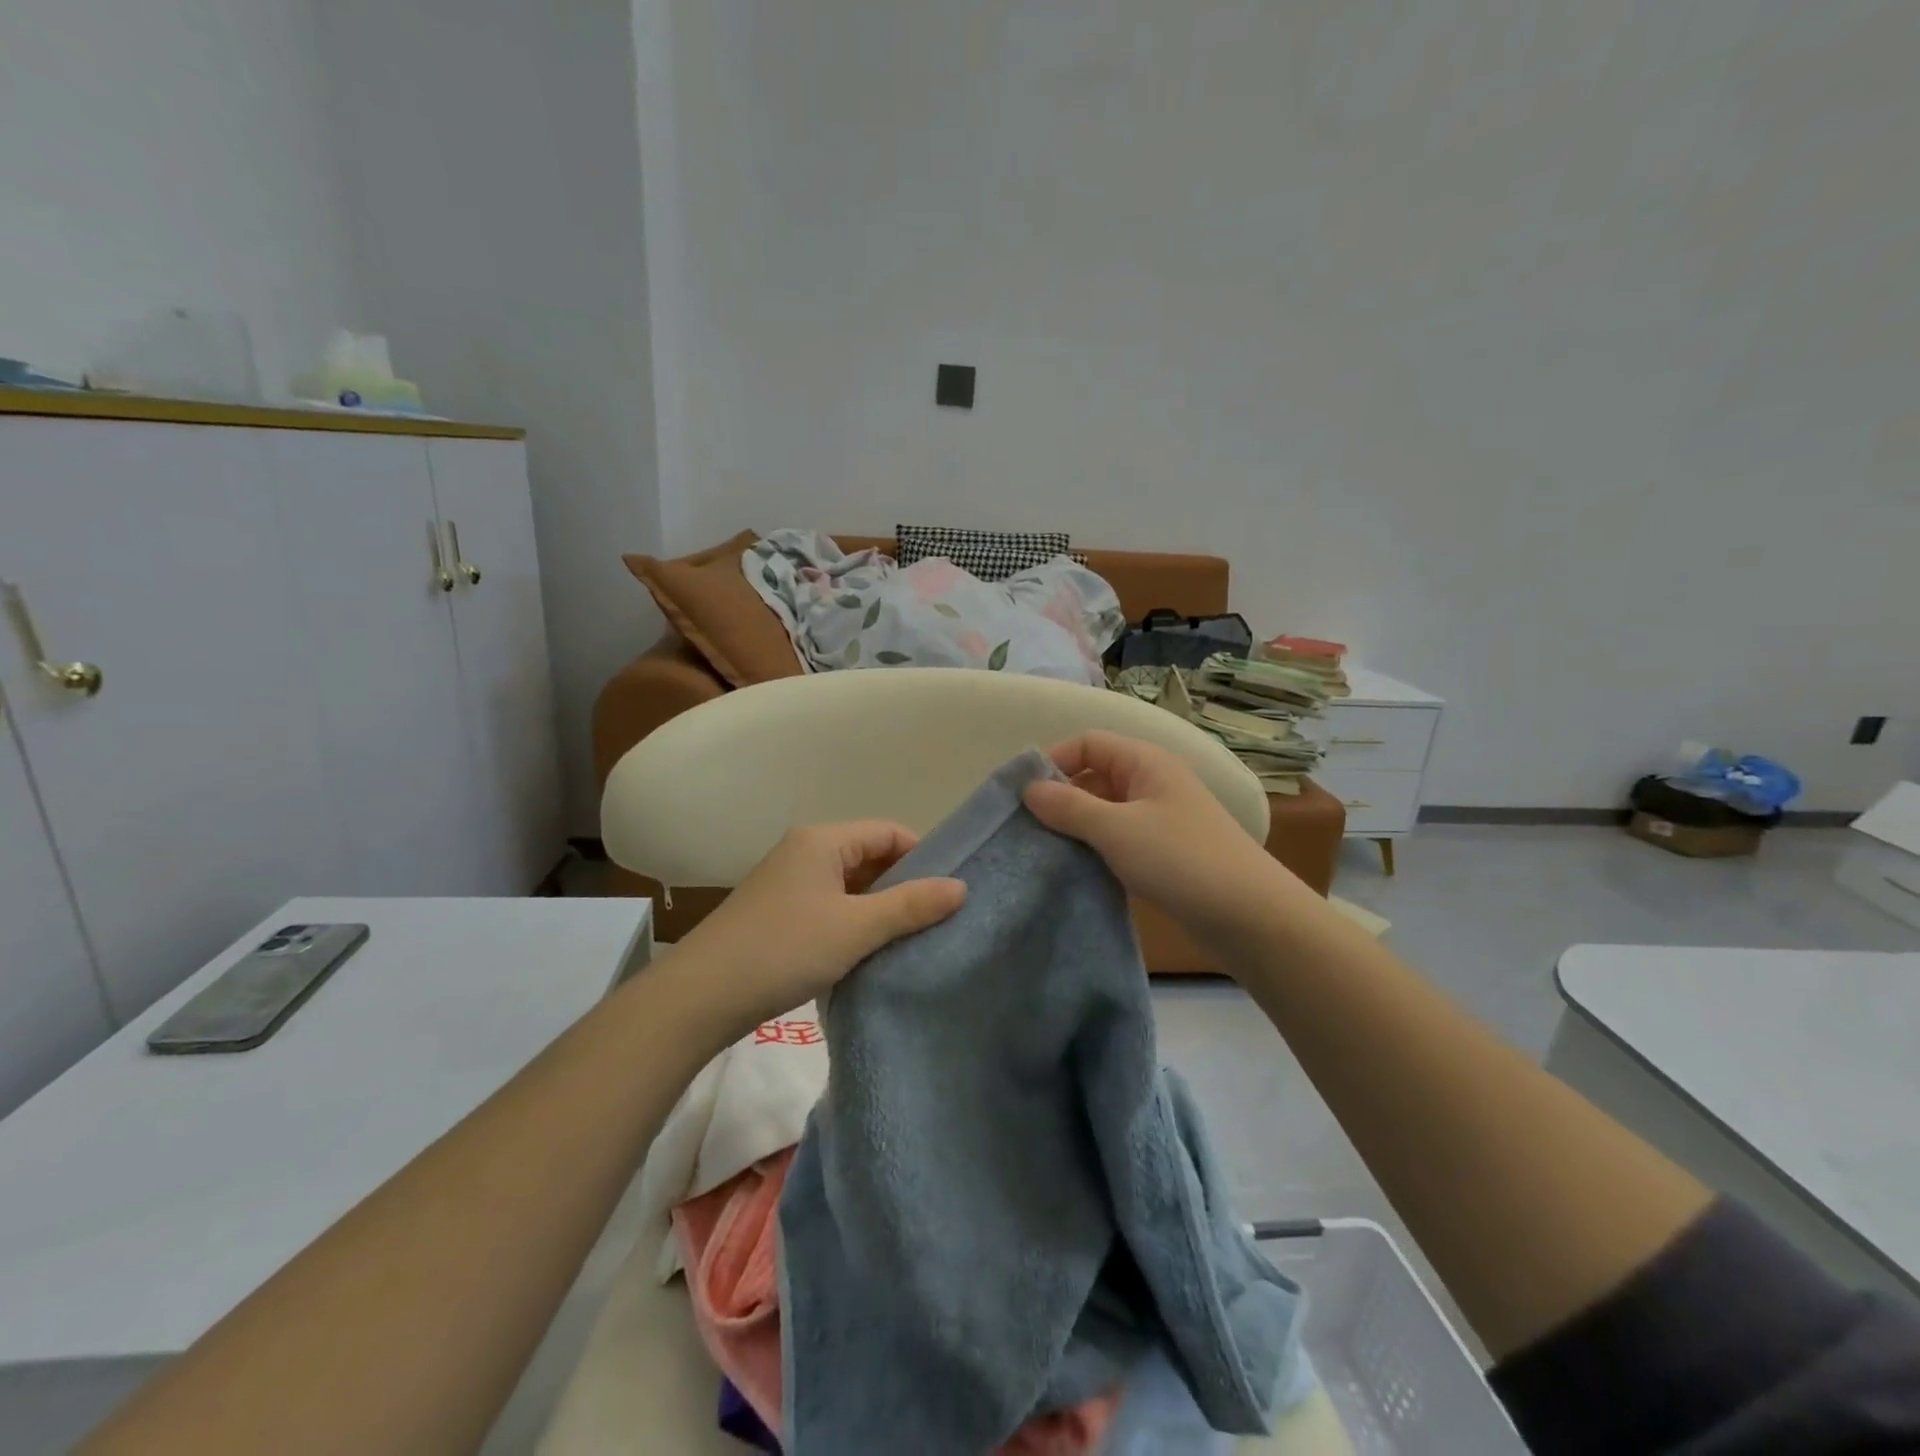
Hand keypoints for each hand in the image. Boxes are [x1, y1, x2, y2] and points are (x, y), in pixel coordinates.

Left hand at [671, 821, 965, 1034]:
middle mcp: (804, 851)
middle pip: (870, 856)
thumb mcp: (855, 928)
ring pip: (850, 886)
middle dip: (903, 885)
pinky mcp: (779, 914)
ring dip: (879, 908)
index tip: (949, 893)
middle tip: (936, 919)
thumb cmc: (784, 950)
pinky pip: (830, 907)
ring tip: (910, 939)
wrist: (700, 997)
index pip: (889, 832)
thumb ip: (911, 905)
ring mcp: (789, 883)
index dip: (924, 857)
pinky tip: (870, 952)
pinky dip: (854, 923)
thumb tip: (961, 887)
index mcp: (822, 840)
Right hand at [1023, 730, 1303, 949]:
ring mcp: (1162, 818)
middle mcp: (1154, 782)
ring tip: (1047, 850)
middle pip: (1095, 774)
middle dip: (1061, 795)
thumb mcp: (1117, 829)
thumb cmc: (1180, 859)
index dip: (1054, 760)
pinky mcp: (1165, 852)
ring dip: (1077, 825)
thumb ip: (1069, 807)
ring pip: (1106, 809)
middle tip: (1029, 827)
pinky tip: (1078, 869)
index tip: (1023, 795)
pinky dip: (1097, 847)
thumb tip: (1028, 789)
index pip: (1088, 742)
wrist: (1251, 917)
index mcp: (1146, 762)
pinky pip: (1120, 837)